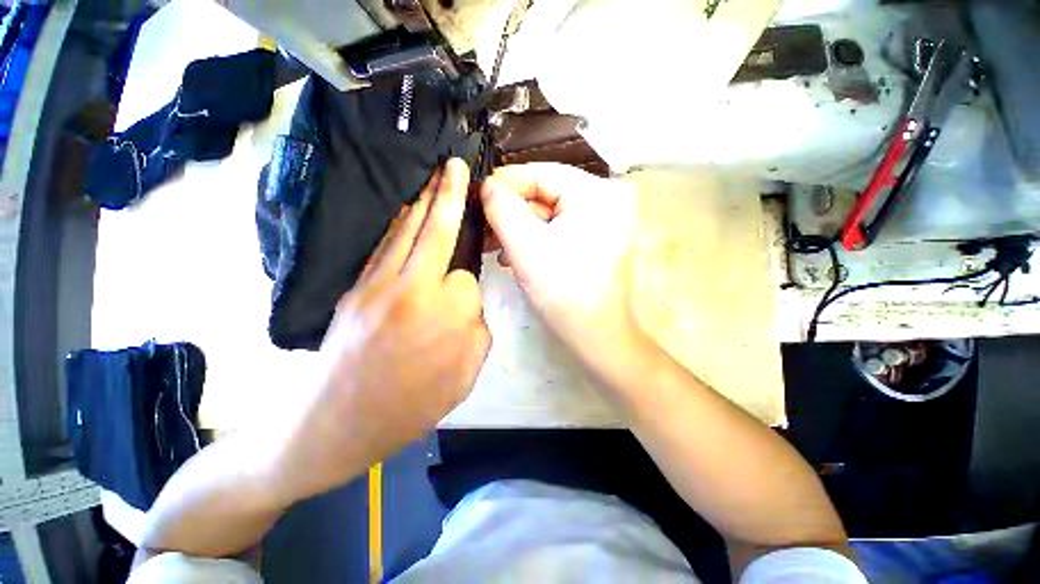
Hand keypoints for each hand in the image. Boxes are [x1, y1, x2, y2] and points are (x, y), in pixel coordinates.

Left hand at [275, 158, 490, 501]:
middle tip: (453, 165)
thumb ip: (475, 328)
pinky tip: (407, 213)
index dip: (471, 287)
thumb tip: (466, 299)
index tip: (465, 305)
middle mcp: (411, 287)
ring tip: (434, 179)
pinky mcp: (355, 288)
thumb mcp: (465, 373)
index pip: (468, 278)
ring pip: (405, 230)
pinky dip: (399, 224)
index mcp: (444, 313)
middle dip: (448, 193)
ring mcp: (377, 284)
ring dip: (423, 201)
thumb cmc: (411, 405)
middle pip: (435, 229)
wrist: (336, 423)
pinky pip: (384, 246)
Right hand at [480, 163, 642, 373]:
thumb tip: (488, 186)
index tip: (476, 195)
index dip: (505, 182)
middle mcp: (605, 199)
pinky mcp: (595, 239)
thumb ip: (502, 208)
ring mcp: (602, 220)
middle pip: (545, 193)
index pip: (541, 172)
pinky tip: (513, 255)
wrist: (596, 335)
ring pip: (548, 214)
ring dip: (518, 229)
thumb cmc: (564, 290)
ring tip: (493, 245)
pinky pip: (558, 229)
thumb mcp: (525, 246)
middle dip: (510, 212)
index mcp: (596, 192)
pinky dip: (534, 239)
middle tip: (480, 225)